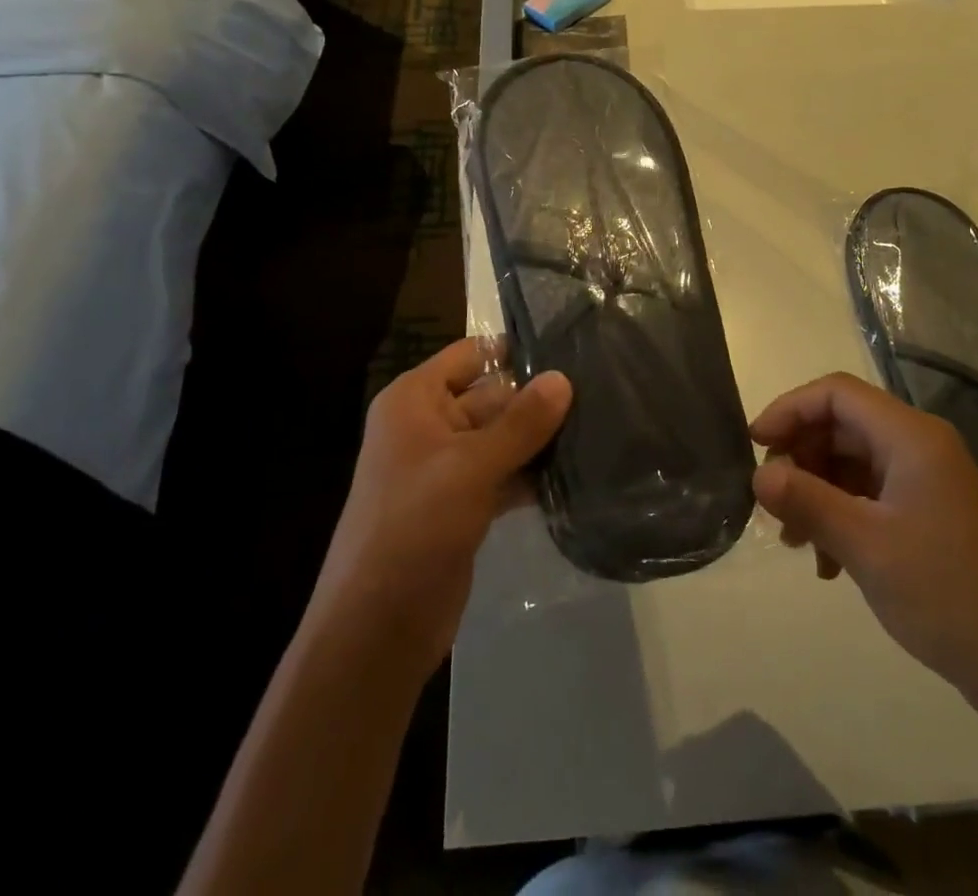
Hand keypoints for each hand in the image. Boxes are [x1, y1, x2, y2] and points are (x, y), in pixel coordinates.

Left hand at [309, 339, 570, 681]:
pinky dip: (531, 474)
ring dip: (540, 440)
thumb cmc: (414, 527)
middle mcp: (429, 424)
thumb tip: (564, 378)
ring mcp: (446, 467)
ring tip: (598, 428)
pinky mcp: (463, 504)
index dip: (515, 351)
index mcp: (416, 400)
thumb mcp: (470, 467)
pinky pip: (503, 474)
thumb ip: (521, 422)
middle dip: (539, 400)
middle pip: (493, 396)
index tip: (571, 350)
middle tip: (600, 394)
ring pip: (502, 437)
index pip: (471, 355)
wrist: (378, 628)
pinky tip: (577, 473)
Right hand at [751, 373, 977, 721]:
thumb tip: (758, 475)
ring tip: (797, 543)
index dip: (789, 409)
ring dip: (817, 492)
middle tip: (773, 503)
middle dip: (801, 458)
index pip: (836, 393)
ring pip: (852, 462)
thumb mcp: (866, 546)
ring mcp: (927, 480)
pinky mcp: (930, 512)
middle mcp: (920, 446)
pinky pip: (870, 494)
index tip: (755, 445)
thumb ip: (807, 501)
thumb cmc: (947, 594)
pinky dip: (841, 515)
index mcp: (911, 437)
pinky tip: (828, 563)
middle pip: (842, 426)